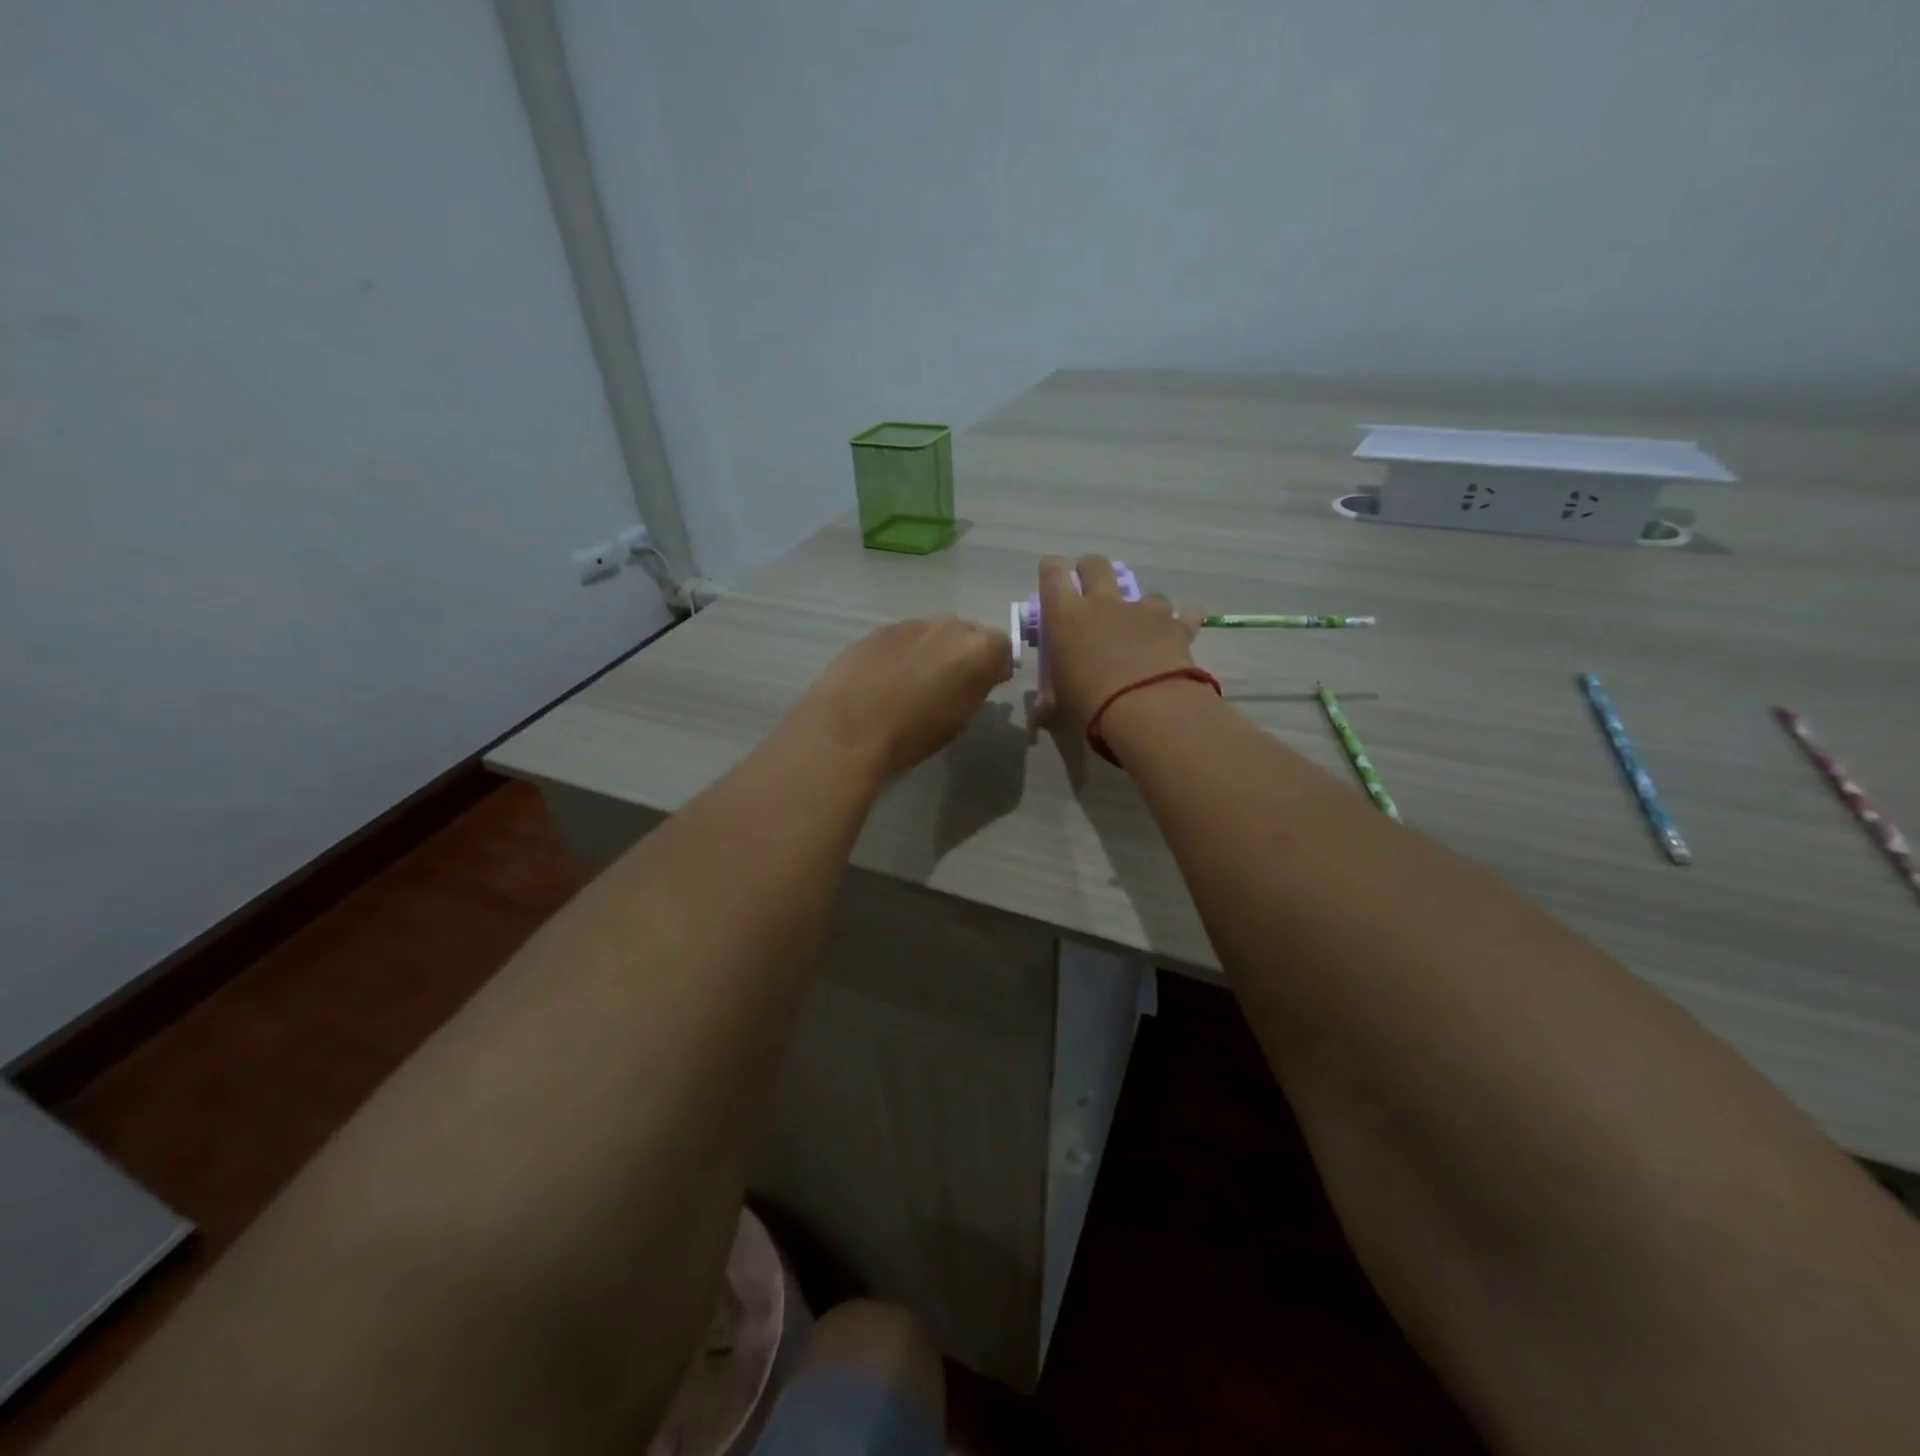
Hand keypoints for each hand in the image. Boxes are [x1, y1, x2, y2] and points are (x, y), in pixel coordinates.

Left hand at [788, 617, 1012, 780]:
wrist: (851, 727)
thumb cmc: (914, 733)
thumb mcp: (961, 717)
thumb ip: (978, 686)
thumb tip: (983, 673)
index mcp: (977, 648)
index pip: (1002, 645)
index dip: (995, 665)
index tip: (986, 686)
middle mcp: (949, 626)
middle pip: (967, 633)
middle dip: (964, 653)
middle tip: (951, 684)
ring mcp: (912, 624)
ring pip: (934, 633)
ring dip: (933, 651)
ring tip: (915, 682)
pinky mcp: (880, 629)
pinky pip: (904, 638)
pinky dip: (904, 653)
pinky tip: (888, 678)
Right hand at [1039, 554, 1198, 723]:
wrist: (1146, 710)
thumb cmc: (1089, 705)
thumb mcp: (1059, 708)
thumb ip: (1049, 704)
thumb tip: (1040, 713)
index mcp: (1065, 617)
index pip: (1052, 574)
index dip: (1052, 569)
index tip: (1053, 574)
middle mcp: (1103, 603)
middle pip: (1095, 565)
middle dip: (1091, 570)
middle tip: (1090, 589)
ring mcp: (1143, 611)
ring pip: (1145, 591)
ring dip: (1142, 605)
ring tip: (1142, 627)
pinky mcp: (1175, 626)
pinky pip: (1185, 615)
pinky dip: (1185, 619)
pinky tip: (1185, 626)